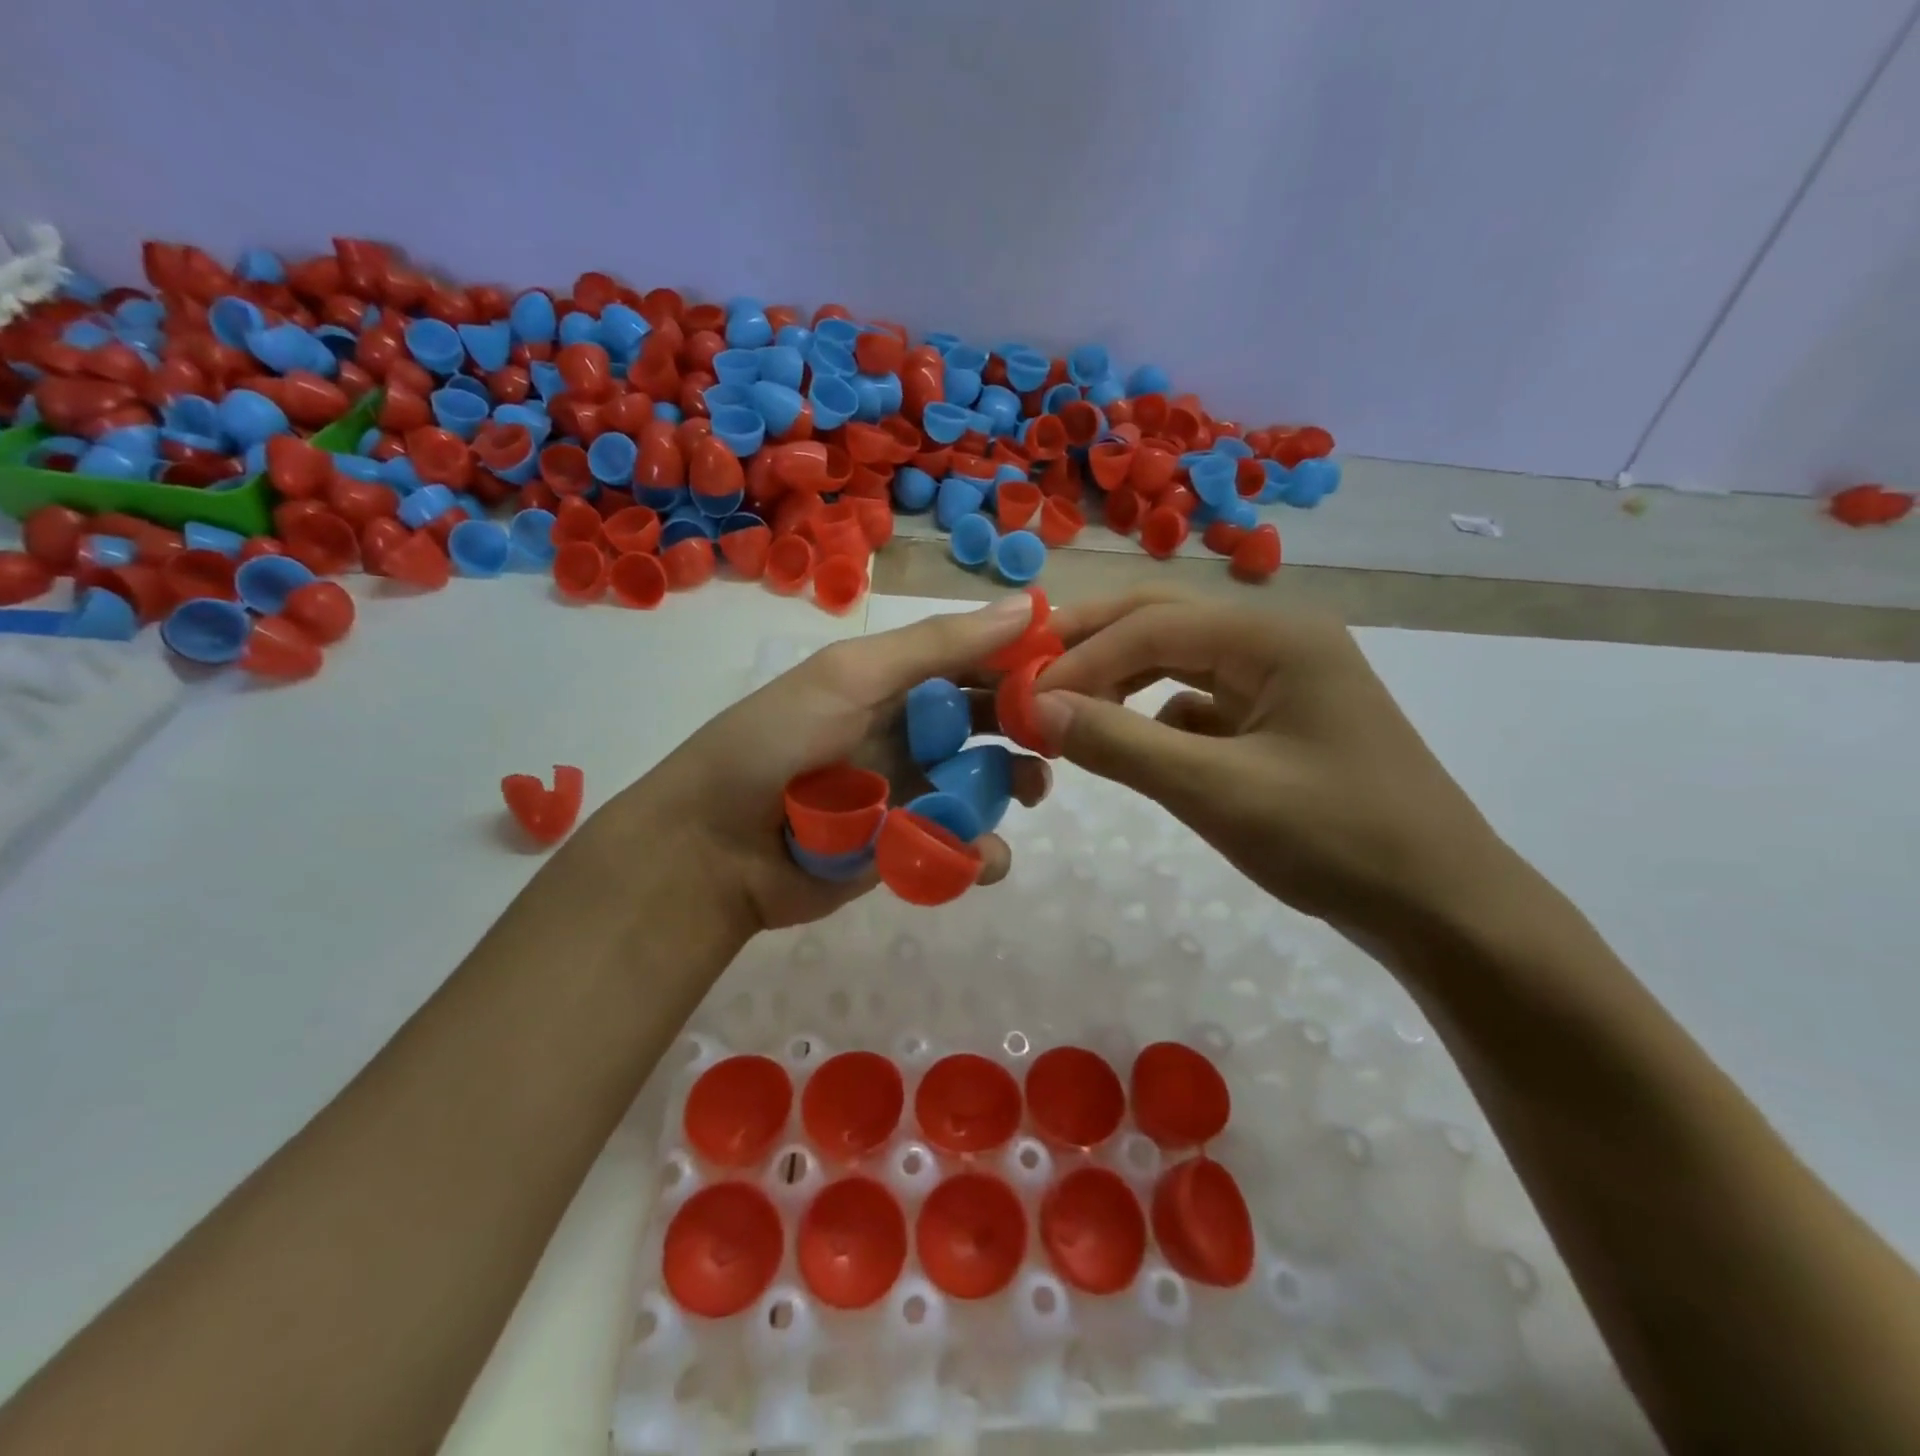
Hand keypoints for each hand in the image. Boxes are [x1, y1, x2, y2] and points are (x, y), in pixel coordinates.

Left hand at [590, 595, 1051, 936]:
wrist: (713, 849)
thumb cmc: (779, 743)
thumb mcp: (852, 678)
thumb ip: (937, 647)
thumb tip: (1028, 607)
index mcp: (894, 682)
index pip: (972, 660)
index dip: (1021, 659)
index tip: (1074, 665)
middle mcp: (907, 731)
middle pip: (986, 721)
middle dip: (1027, 724)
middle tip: (1061, 734)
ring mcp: (910, 791)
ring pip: (984, 783)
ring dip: (1015, 784)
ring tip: (1031, 791)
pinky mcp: (908, 848)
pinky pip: (962, 845)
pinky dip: (981, 850)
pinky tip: (982, 853)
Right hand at [1031, 590, 1519, 946]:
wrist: (1443, 908)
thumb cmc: (1336, 840)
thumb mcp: (1216, 792)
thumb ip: (1121, 744)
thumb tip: (1037, 708)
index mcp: (1274, 636)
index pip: (1152, 626)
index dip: (1081, 659)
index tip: (1022, 698)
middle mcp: (1278, 640)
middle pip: (1164, 621)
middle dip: (1094, 645)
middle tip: (1030, 672)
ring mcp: (1282, 680)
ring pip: (1180, 660)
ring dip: (1122, 679)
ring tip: (1068, 707)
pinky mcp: (1279, 721)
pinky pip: (1202, 702)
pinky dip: (1157, 717)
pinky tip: (1134, 745)